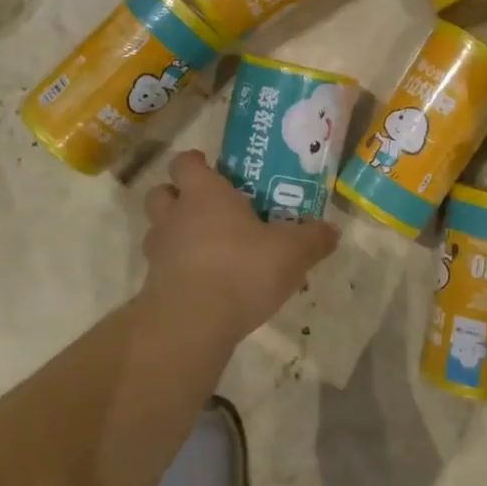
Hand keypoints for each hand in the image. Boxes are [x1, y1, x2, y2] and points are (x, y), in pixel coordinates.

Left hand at [140, 150, 338, 333]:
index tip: (212, 169)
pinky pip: (163, 267)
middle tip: (208, 208)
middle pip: (161, 192)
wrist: (192, 323)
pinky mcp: (153, 285)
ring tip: (207, 248)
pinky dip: (178, 269)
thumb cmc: (242, 269)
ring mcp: (159, 251)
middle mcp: (175, 215)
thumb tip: (332, 231)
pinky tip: (205, 284)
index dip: (196, 162)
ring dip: (176, 234)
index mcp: (204, 193)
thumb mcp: (292, 252)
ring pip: (158, 230)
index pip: (185, 162)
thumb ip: (313, 239)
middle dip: (178, 196)